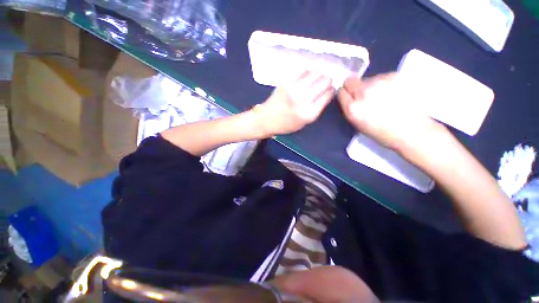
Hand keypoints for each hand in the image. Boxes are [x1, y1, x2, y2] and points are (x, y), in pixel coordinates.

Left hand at [257, 71, 334, 135]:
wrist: (266, 119)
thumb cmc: (286, 124)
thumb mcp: (305, 123)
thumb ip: (317, 109)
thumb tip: (327, 92)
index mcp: (309, 113)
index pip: (328, 94)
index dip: (331, 90)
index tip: (330, 89)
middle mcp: (303, 100)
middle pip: (324, 81)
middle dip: (327, 81)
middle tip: (324, 83)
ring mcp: (293, 89)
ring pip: (315, 73)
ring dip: (319, 74)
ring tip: (316, 79)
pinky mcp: (286, 82)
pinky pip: (303, 70)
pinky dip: (308, 71)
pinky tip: (307, 76)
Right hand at [339, 73, 439, 149]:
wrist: (412, 131)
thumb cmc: (382, 133)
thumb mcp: (357, 124)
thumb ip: (350, 108)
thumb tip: (350, 97)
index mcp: (353, 107)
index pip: (341, 92)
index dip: (345, 95)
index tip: (350, 98)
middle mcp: (364, 92)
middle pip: (350, 81)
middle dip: (354, 87)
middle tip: (365, 96)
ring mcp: (380, 81)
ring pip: (368, 78)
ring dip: (371, 86)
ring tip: (383, 97)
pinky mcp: (395, 75)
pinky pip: (382, 76)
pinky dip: (384, 83)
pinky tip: (394, 93)